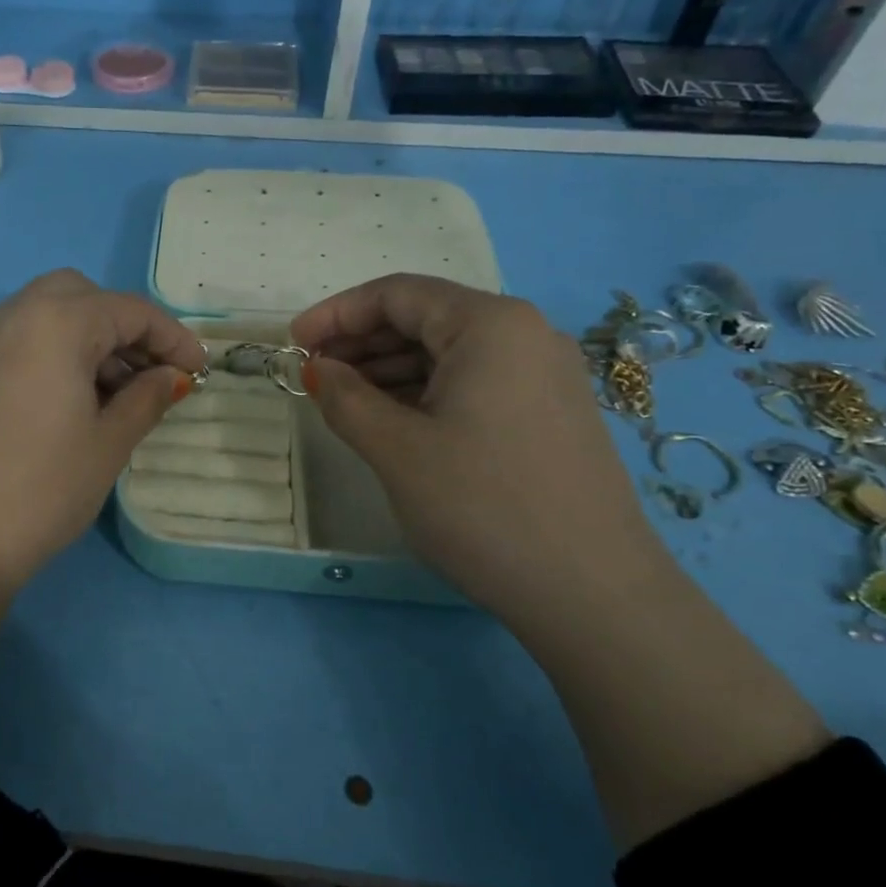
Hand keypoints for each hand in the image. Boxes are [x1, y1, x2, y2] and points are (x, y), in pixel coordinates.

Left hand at [0, 269, 206, 598]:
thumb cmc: (43, 488)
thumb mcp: (110, 442)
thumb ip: (147, 397)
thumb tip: (170, 376)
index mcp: (56, 321)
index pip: (129, 310)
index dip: (172, 337)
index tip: (198, 371)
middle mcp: (14, 313)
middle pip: (85, 297)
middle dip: (126, 328)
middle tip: (153, 374)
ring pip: (51, 313)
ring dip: (92, 338)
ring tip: (121, 393)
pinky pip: (24, 336)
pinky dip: (58, 349)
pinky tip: (77, 397)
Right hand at [292, 274, 665, 619]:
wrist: (592, 592)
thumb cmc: (482, 506)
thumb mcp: (396, 449)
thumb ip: (345, 398)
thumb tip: (318, 369)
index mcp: (490, 324)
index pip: (397, 294)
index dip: (336, 313)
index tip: (293, 343)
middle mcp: (525, 334)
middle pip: (426, 318)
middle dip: (362, 341)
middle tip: (314, 374)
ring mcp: (545, 374)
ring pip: (450, 353)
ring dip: (390, 369)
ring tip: (343, 400)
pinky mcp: (550, 412)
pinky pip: (475, 382)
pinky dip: (426, 392)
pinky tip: (394, 421)